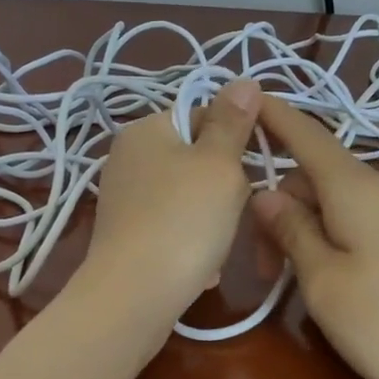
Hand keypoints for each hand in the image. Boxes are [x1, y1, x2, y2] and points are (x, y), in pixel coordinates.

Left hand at [83, 79, 261, 330]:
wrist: (134, 298)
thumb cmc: (184, 221)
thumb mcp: (219, 165)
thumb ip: (233, 122)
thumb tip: (243, 80)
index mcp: (146, 129)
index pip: (205, 115)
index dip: (237, 140)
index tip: (254, 170)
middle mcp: (128, 157)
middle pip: (198, 159)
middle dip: (225, 188)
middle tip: (234, 211)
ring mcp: (125, 198)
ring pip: (190, 197)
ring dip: (213, 221)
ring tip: (217, 245)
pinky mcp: (127, 234)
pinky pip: (173, 227)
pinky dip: (192, 244)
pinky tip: (203, 268)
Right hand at [250, 95, 378, 378]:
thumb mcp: (324, 283)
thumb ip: (292, 231)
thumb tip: (266, 193)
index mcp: (355, 187)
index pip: (306, 135)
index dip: (274, 116)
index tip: (247, 97)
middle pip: (318, 178)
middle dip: (283, 211)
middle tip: (265, 271)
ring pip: (343, 201)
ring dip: (311, 228)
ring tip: (301, 282)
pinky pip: (369, 217)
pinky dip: (341, 234)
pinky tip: (342, 275)